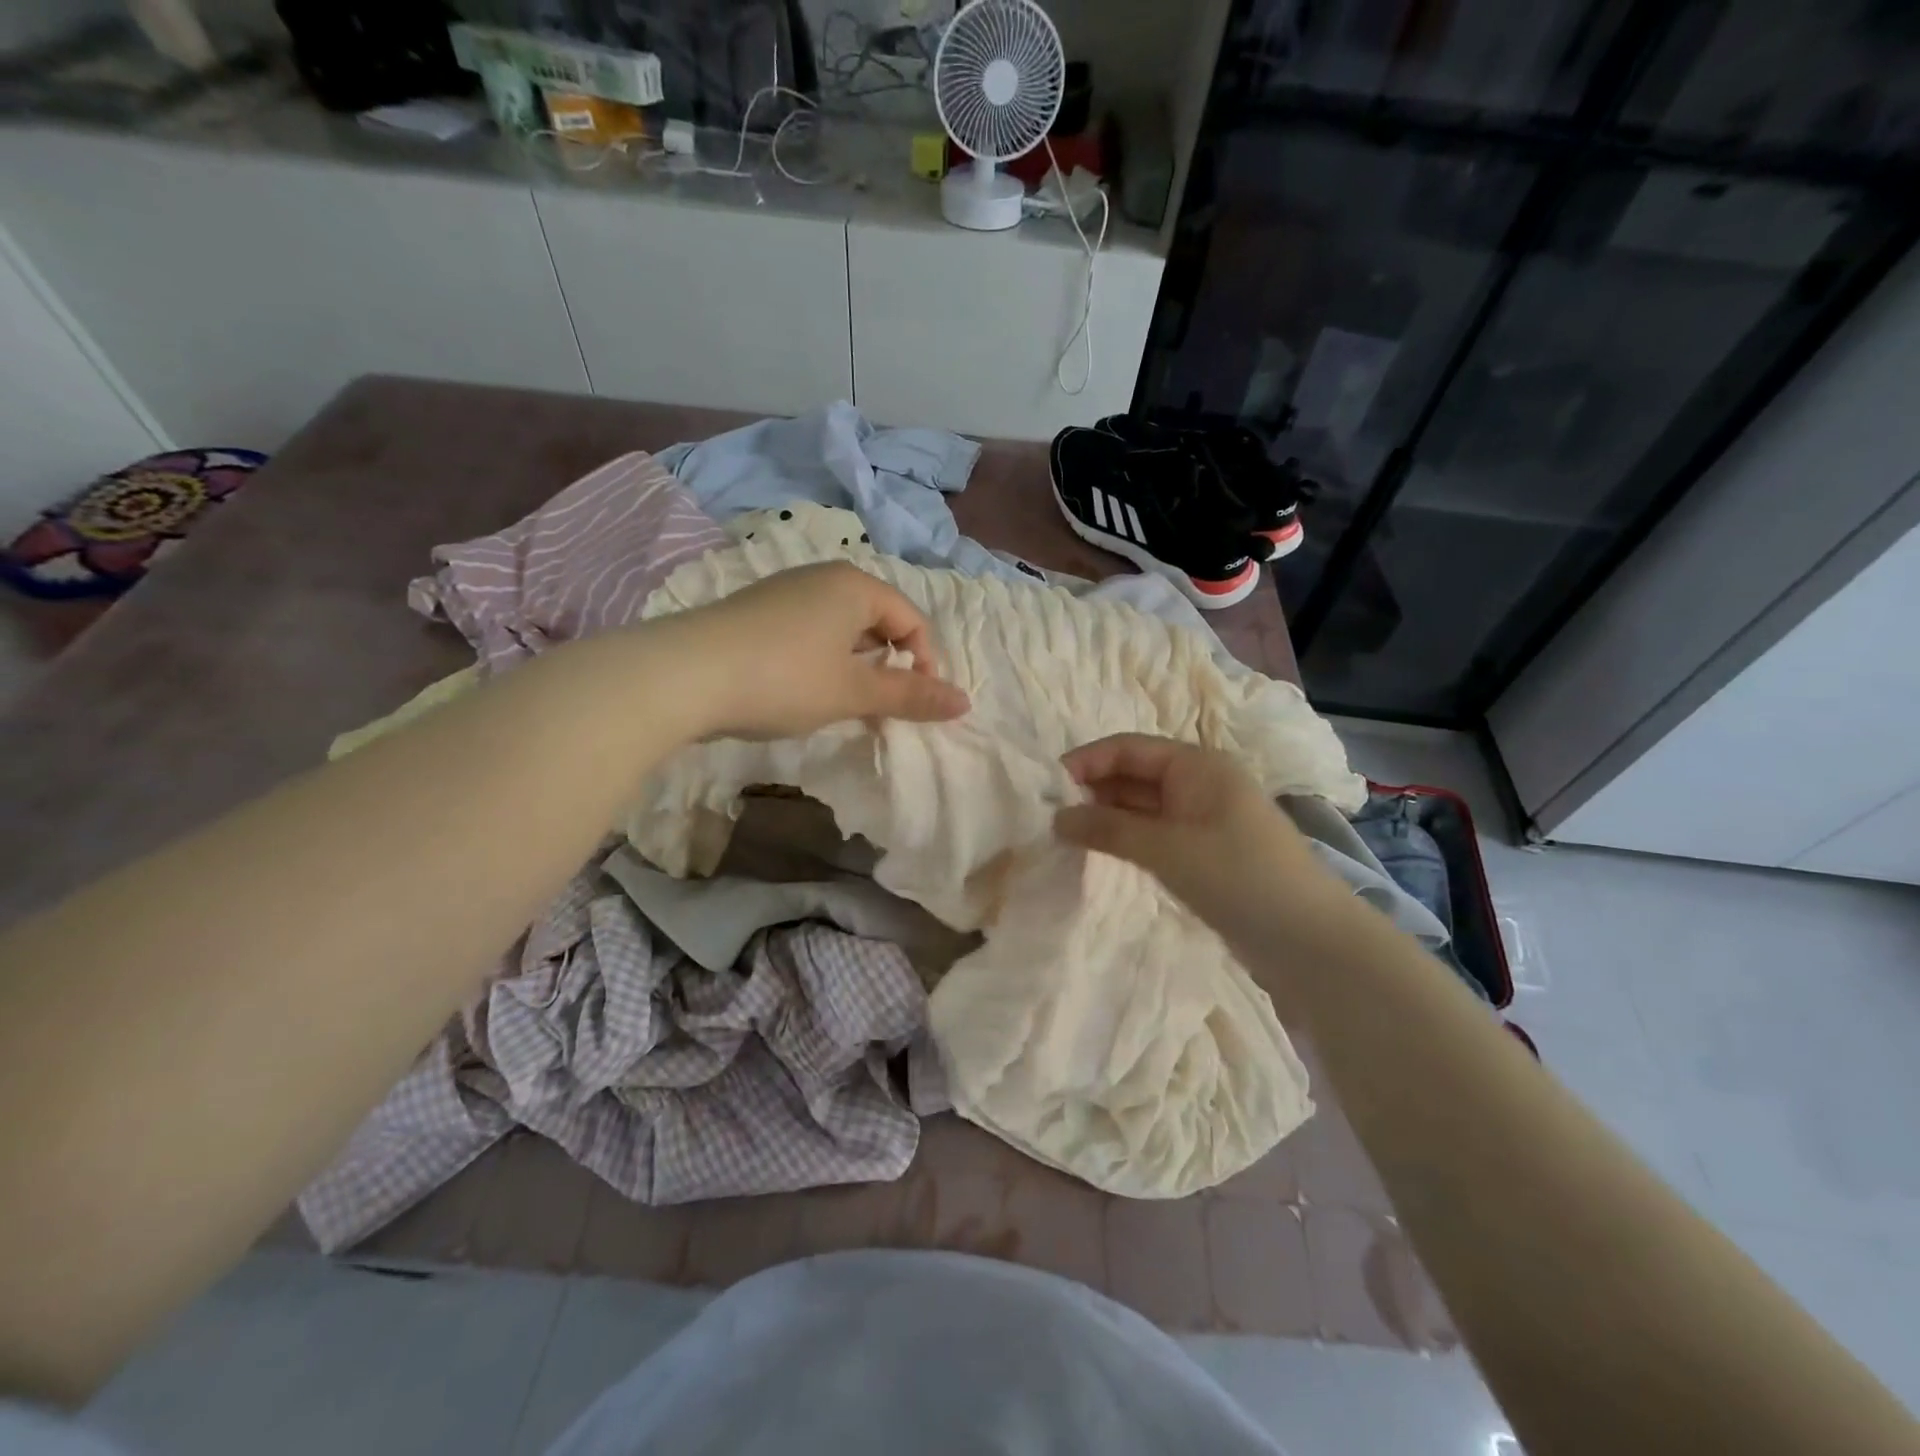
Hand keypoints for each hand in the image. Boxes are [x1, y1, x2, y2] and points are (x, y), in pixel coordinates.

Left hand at [666, 561, 969, 740]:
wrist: (683, 675)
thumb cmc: (784, 679)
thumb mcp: (853, 692)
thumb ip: (910, 696)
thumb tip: (965, 703)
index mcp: (855, 586)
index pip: (912, 619)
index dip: (924, 663)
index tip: (916, 704)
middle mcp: (822, 577)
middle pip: (877, 619)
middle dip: (889, 664)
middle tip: (882, 706)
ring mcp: (784, 592)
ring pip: (841, 628)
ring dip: (855, 665)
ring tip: (844, 702)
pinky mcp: (755, 612)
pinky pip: (809, 632)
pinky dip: (822, 661)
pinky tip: (802, 690)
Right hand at [1054, 734, 1346, 946]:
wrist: (1308, 939)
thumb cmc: (1238, 876)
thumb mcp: (1166, 848)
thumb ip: (1108, 828)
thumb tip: (1056, 818)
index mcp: (1196, 765)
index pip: (1128, 748)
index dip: (1086, 762)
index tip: (1046, 787)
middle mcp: (1199, 783)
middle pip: (1134, 774)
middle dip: (1093, 790)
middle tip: (1049, 817)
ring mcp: (1204, 819)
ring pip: (1143, 806)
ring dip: (1107, 816)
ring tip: (1066, 835)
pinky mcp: (1205, 852)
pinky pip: (1155, 833)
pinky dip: (1127, 838)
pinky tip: (1102, 852)